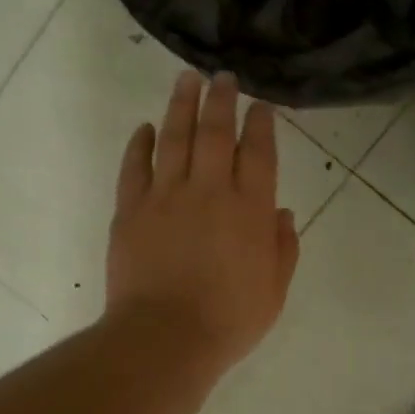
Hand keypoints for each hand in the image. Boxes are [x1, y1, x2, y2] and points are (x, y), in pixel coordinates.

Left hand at [106, 70, 300, 375]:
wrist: (165, 337)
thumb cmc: (228, 320)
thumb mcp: (274, 291)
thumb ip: (282, 248)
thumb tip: (283, 214)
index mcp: (251, 209)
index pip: (258, 152)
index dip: (261, 124)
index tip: (260, 105)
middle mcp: (210, 191)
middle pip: (216, 132)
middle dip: (221, 99)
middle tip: (223, 76)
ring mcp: (166, 196)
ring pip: (175, 138)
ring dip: (181, 105)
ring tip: (186, 79)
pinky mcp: (131, 209)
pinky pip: (135, 167)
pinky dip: (140, 144)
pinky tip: (145, 128)